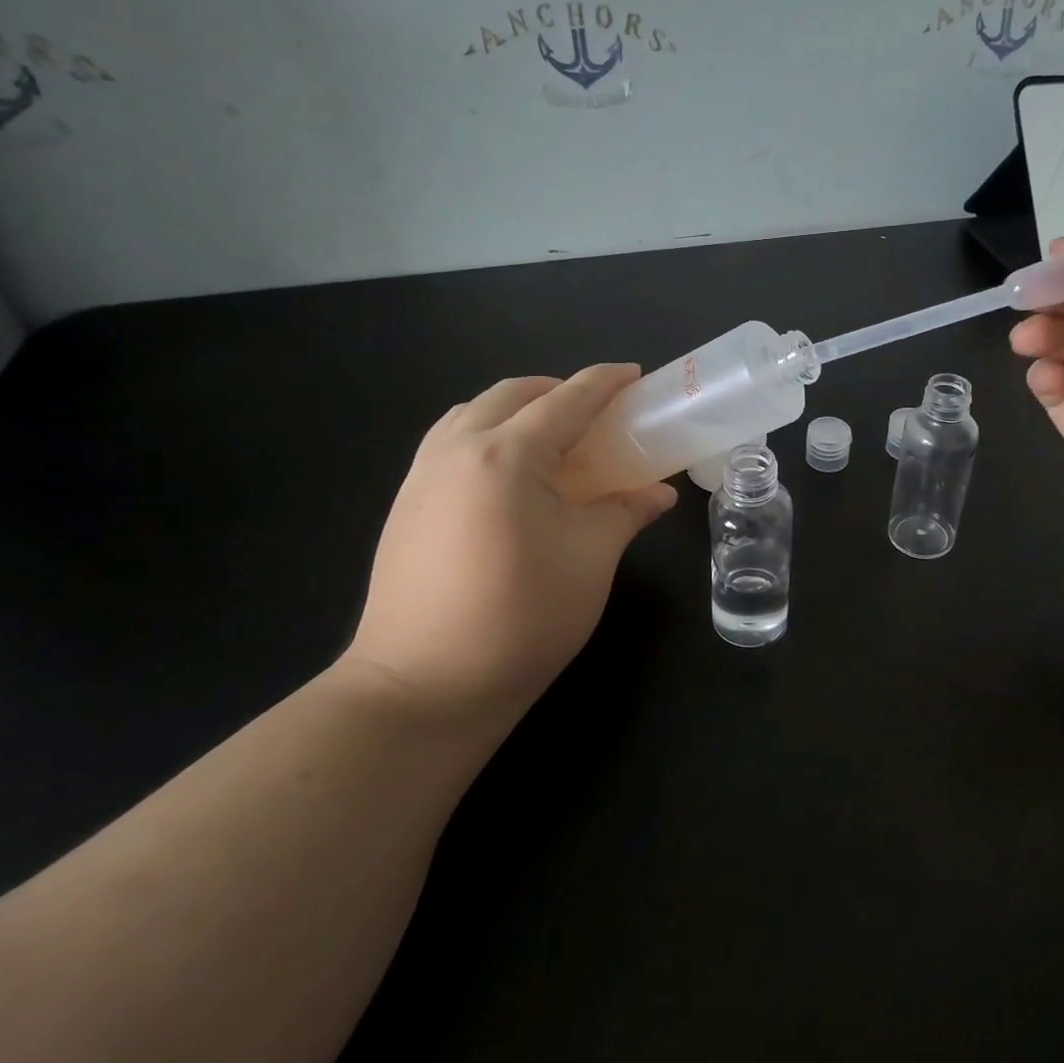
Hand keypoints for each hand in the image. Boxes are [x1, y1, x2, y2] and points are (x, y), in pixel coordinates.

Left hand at [339, 366, 677, 729]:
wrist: (423, 688)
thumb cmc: (521, 617)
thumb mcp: (591, 559)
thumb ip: (626, 512)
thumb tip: (658, 493)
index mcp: (506, 455)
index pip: (566, 400)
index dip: (605, 382)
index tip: (634, 375)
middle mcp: (457, 449)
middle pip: (512, 394)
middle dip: (557, 390)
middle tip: (596, 412)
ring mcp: (422, 475)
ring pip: (473, 413)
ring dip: (516, 409)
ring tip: (551, 438)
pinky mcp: (405, 505)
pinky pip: (450, 442)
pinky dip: (486, 435)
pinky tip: (507, 475)